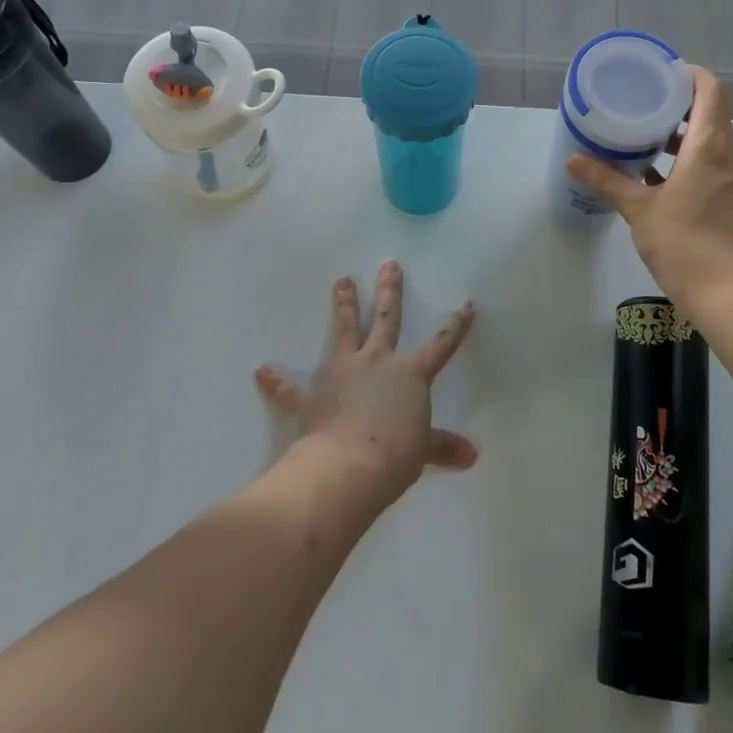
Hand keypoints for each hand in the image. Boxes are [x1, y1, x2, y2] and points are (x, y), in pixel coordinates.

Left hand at [254, 261, 477, 500]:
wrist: (348, 467)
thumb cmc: (395, 455)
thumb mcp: (424, 450)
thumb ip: (444, 446)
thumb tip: (471, 455)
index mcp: (410, 373)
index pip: (441, 344)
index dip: (456, 326)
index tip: (466, 305)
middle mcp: (377, 362)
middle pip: (385, 319)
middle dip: (389, 291)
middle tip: (388, 265)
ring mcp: (343, 373)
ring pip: (344, 331)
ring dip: (343, 307)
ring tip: (341, 282)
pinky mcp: (314, 396)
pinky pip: (291, 388)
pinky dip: (276, 381)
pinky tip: (261, 370)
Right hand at [566, 66, 732, 330]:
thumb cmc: (687, 246)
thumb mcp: (640, 211)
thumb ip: (608, 181)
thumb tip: (574, 160)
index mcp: (711, 146)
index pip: (711, 90)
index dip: (688, 75)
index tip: (659, 75)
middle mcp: (732, 155)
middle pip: (711, 114)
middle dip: (677, 107)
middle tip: (640, 106)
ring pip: (712, 143)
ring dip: (682, 138)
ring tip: (644, 141)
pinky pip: (716, 166)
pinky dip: (691, 162)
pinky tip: (659, 180)